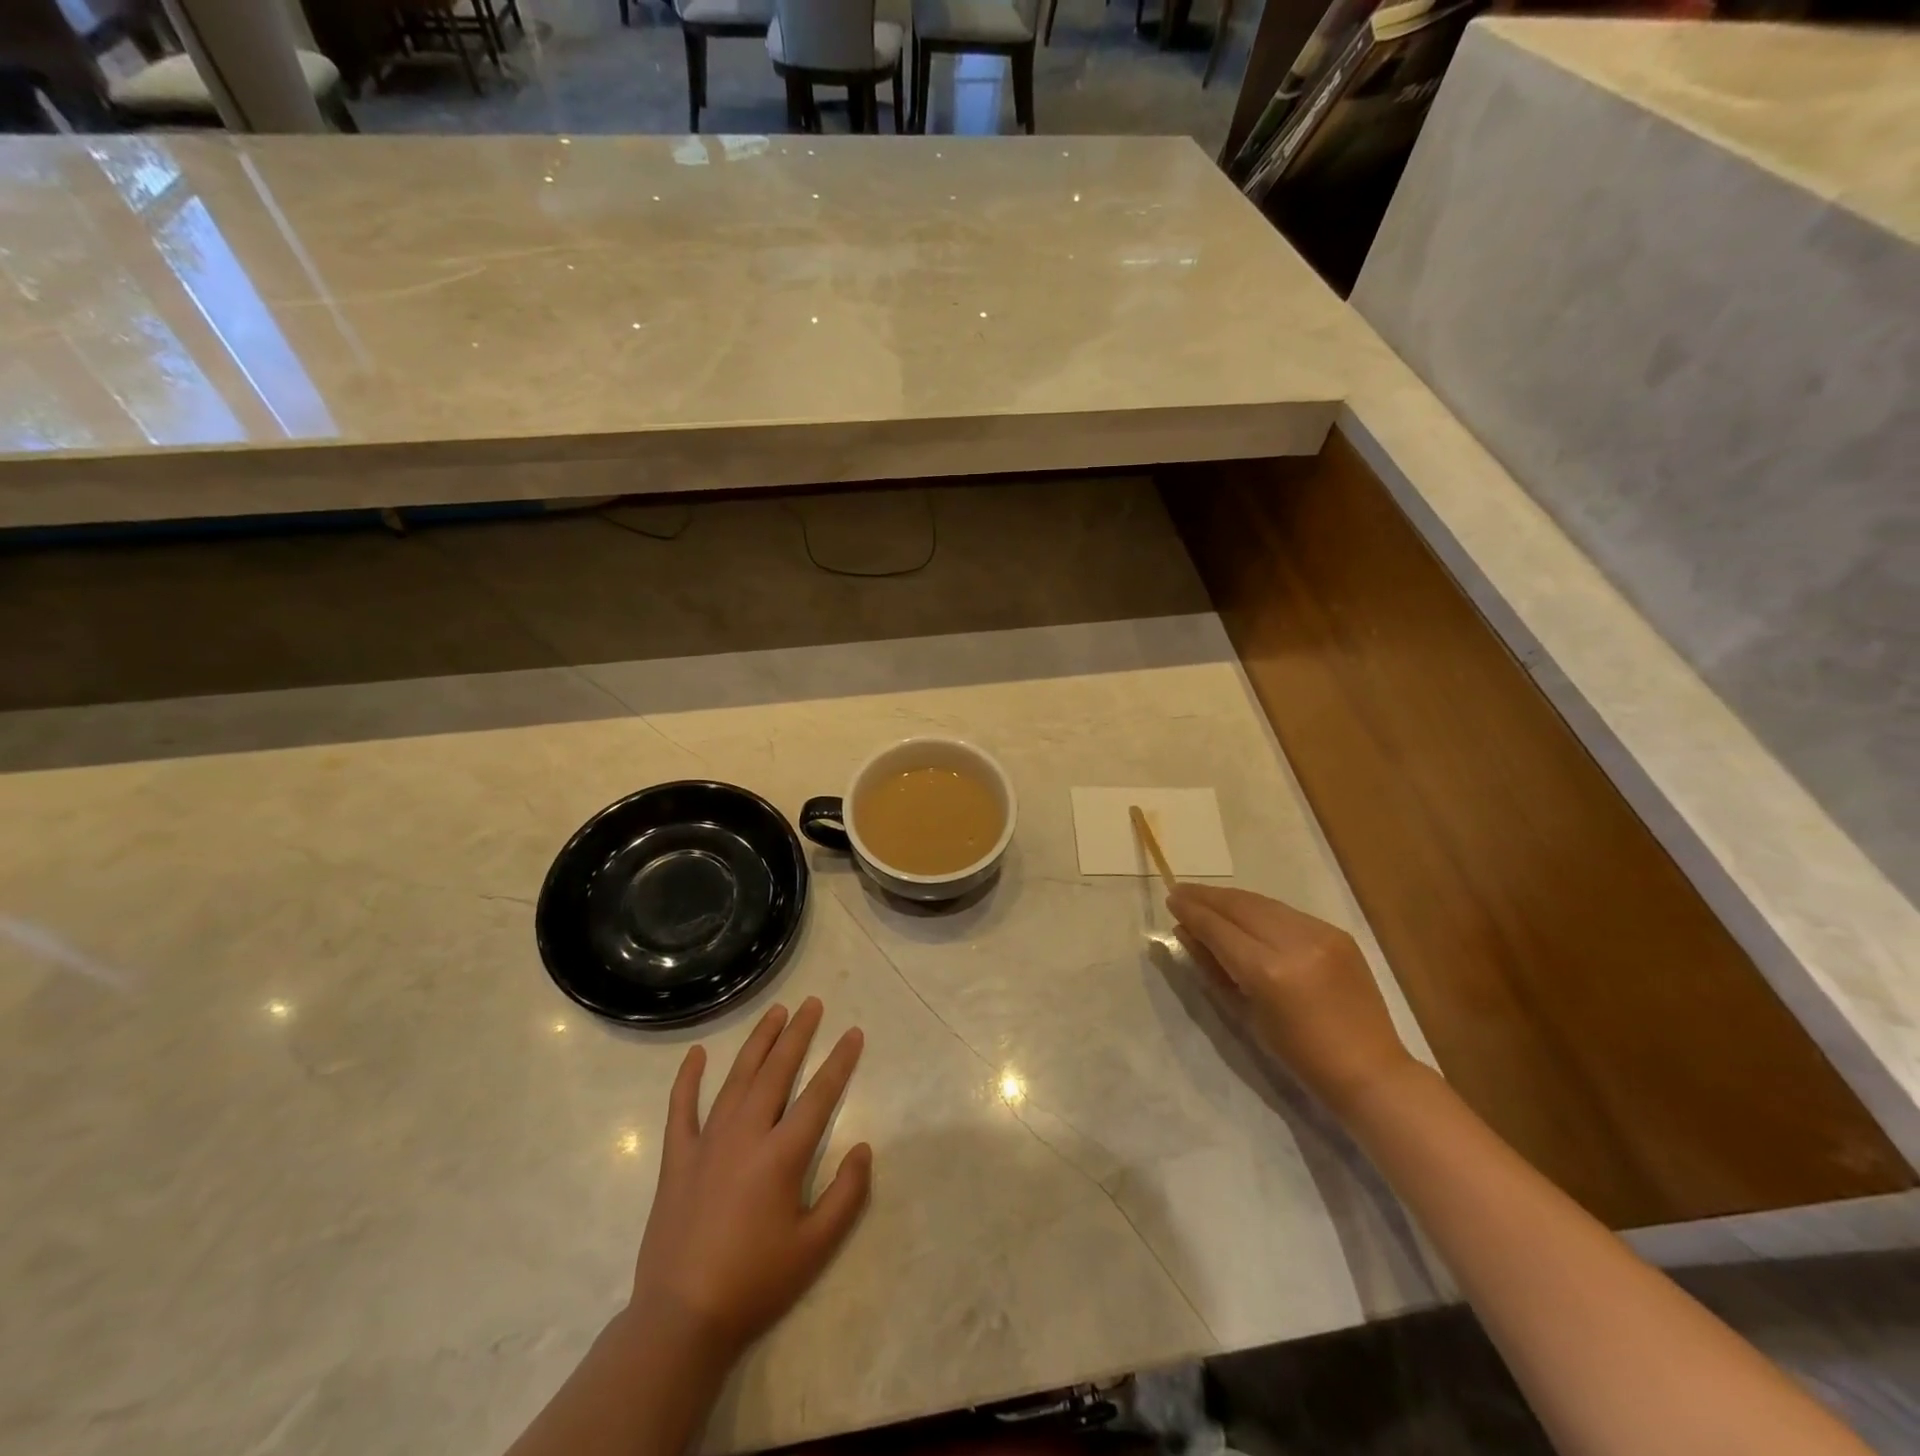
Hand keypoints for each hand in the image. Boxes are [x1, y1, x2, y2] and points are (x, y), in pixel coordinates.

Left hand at [628, 997, 871, 1359]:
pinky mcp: (677, 1158)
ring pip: (737, 1078)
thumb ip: (846, 1194)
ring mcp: (707, 1142)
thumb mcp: (816, 1247)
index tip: (853, 1032)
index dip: (839, 1061)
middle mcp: (746, 1134)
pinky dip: (688, 1078)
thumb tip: (863, 1148)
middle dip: (798, 1034)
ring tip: (775, 1013)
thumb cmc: (755, 1283)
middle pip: (777, 1071)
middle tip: (812, 1004)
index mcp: (782, 1155)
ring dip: (758, 1042)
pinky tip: (696, 1054)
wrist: (681, 1319)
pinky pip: (681, 1108)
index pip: (819, 1094)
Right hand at [1167, 884, 1415, 1117]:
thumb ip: (1213, 967)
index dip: (1192, 911)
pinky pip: (1287, 913)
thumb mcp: (1245, 1013)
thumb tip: (1186, 932)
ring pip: (1263, 902)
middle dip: (1207, 896)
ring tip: (1207, 897)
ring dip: (1232, 899)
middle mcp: (1294, 943)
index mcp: (1268, 971)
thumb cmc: (1298, 1055)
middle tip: (1181, 891)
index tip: (1171, 899)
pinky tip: (1245, 912)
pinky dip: (1261, 910)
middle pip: (1240, 906)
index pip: (1218, 928)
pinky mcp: (1337, 933)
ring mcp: (1320, 933)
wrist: (1369, 1069)